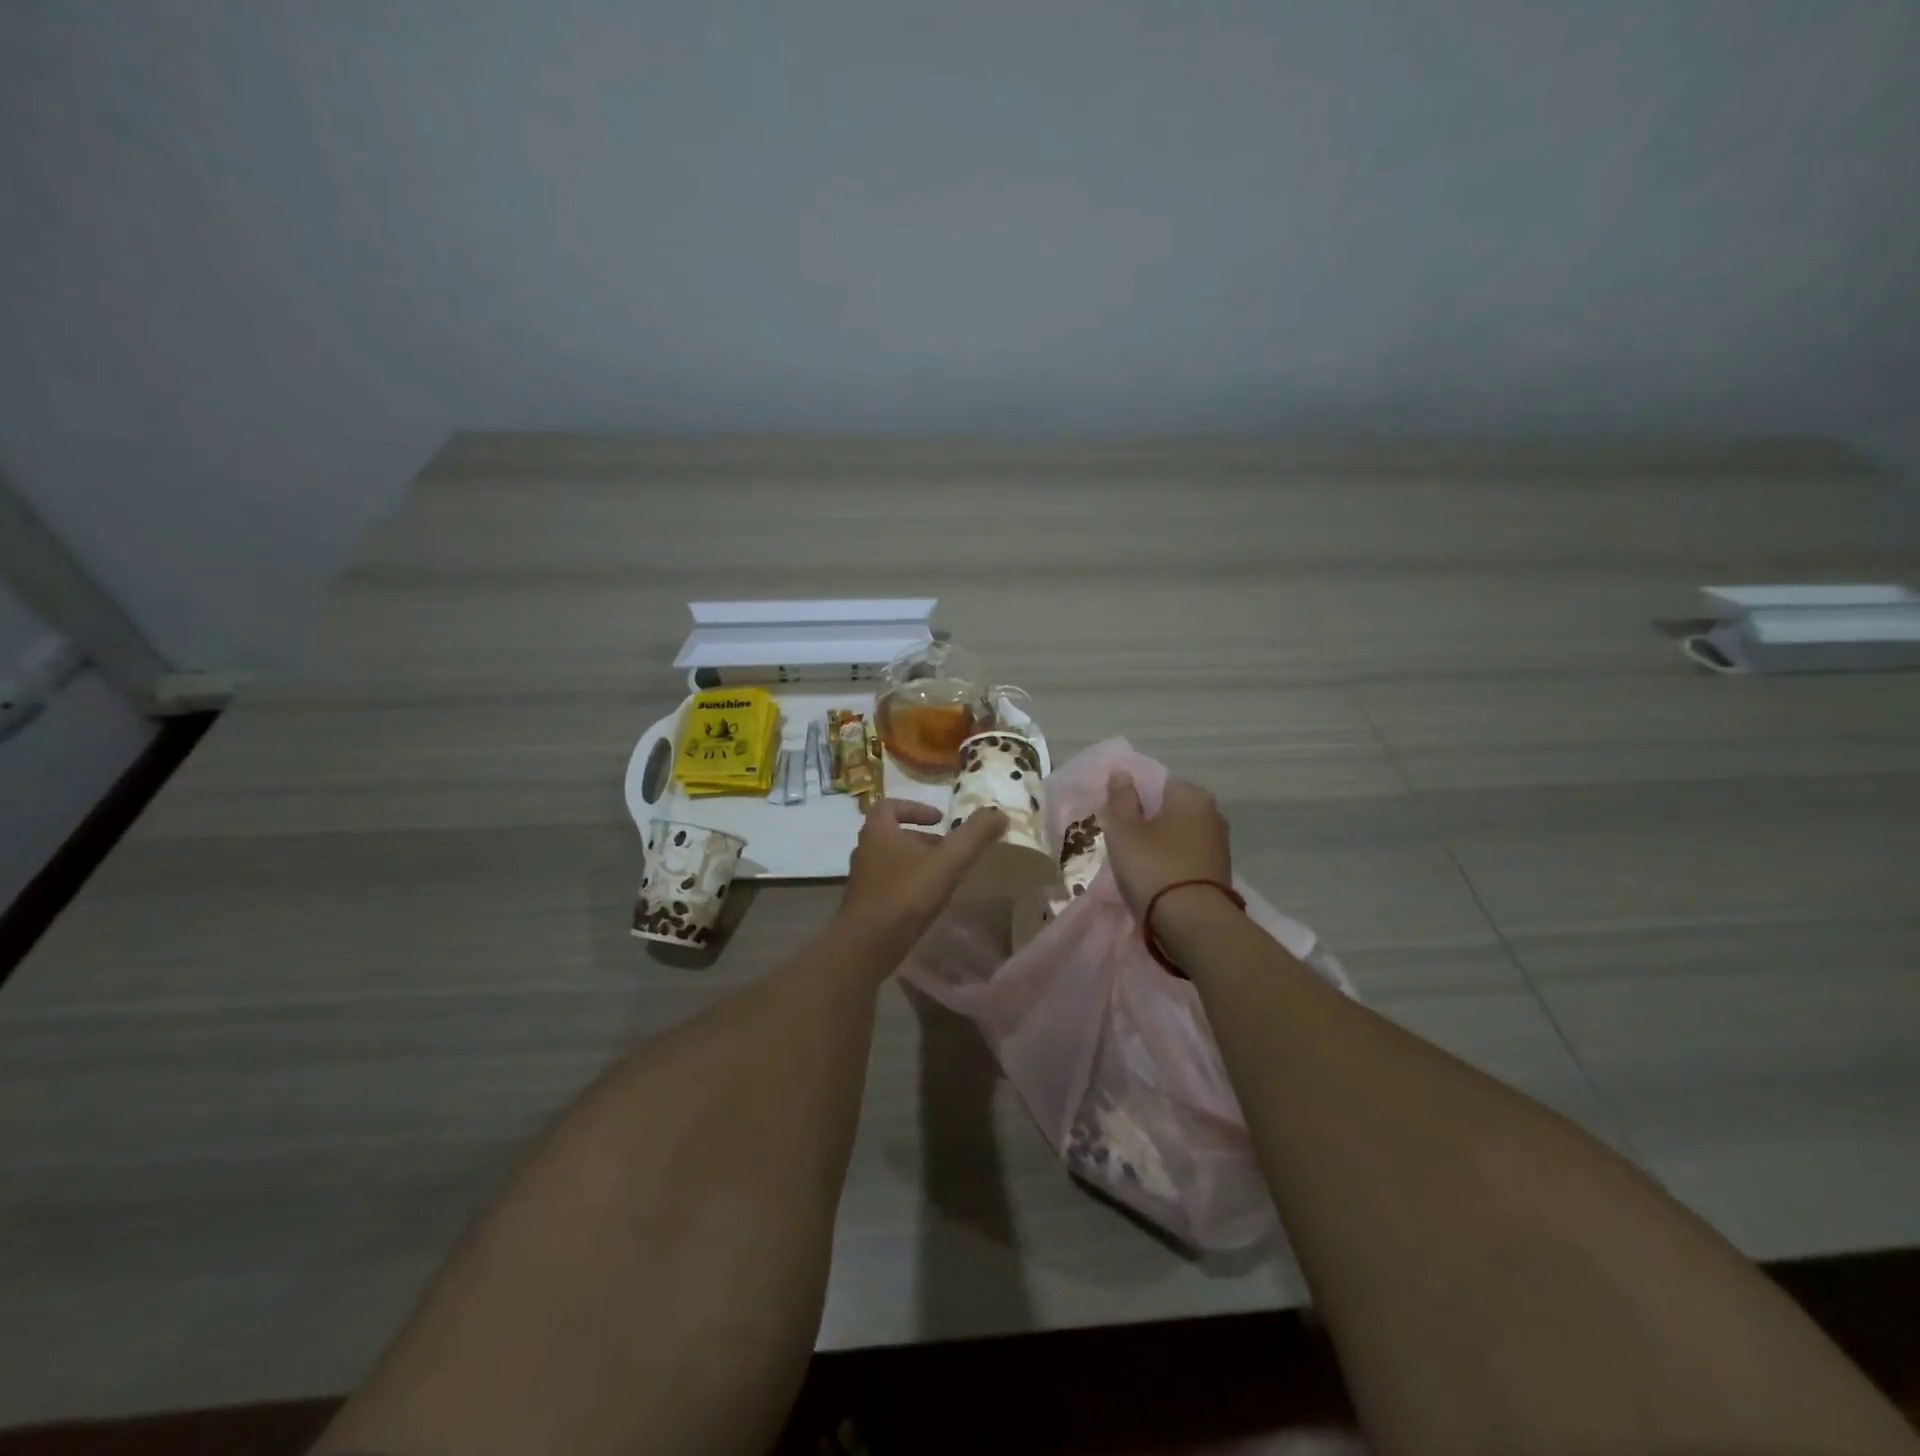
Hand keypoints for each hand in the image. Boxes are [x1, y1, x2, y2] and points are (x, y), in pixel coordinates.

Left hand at [834, 800, 1006, 962]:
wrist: (866, 946)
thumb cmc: (905, 895)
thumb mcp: (948, 861)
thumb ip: (974, 835)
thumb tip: (999, 813)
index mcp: (878, 832)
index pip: (888, 805)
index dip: (915, 808)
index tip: (939, 818)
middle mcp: (865, 851)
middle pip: (893, 834)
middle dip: (923, 839)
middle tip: (949, 850)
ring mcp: (863, 880)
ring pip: (892, 861)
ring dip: (917, 863)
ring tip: (944, 876)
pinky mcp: (865, 905)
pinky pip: (889, 885)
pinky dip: (909, 885)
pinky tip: (929, 903)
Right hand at [1102, 772, 1233, 918]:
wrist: (1193, 922)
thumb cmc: (1153, 866)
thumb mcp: (1125, 829)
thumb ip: (1121, 798)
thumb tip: (1122, 773)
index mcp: (1192, 796)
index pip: (1158, 783)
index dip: (1135, 798)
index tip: (1117, 818)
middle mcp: (1212, 814)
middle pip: (1170, 809)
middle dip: (1148, 821)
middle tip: (1122, 841)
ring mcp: (1219, 844)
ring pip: (1179, 835)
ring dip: (1160, 844)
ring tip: (1136, 862)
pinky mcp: (1219, 872)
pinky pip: (1187, 857)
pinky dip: (1172, 862)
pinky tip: (1155, 878)